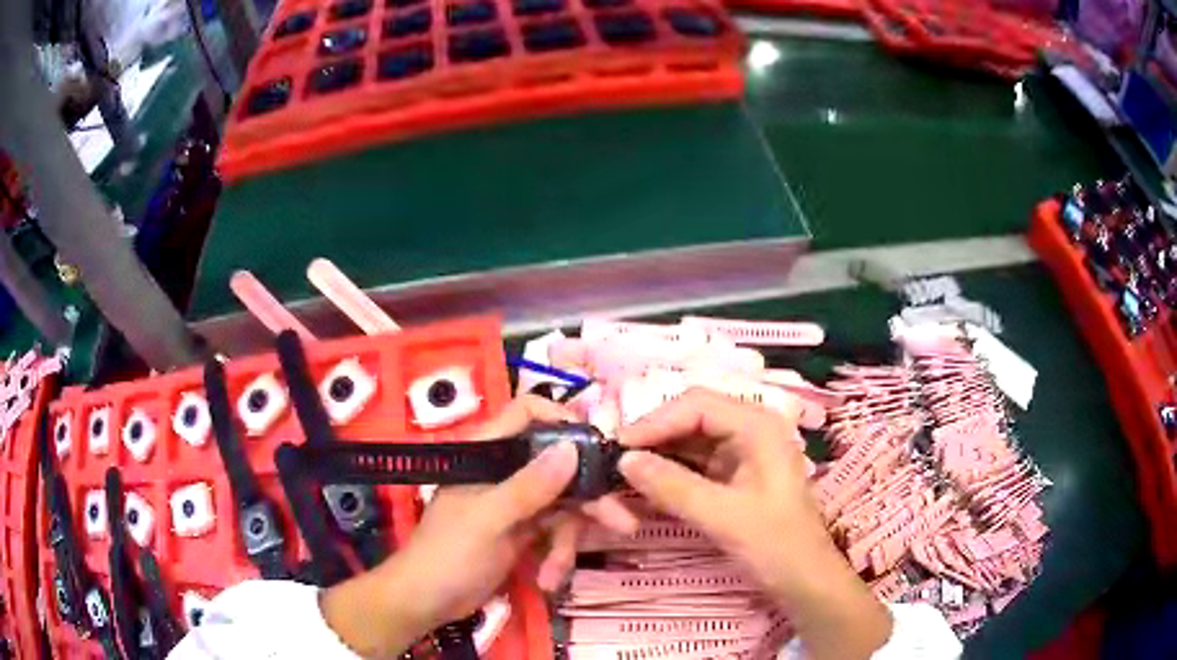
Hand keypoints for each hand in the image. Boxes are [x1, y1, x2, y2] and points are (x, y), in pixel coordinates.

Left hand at [323, 396, 635, 658]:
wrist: (426, 602)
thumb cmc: (448, 554)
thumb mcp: (489, 520)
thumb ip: (530, 486)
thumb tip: (573, 448)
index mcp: (487, 454)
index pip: (525, 414)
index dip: (561, 420)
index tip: (594, 445)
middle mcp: (505, 472)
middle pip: (557, 467)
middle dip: (587, 499)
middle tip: (622, 522)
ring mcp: (515, 503)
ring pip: (562, 505)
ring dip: (567, 542)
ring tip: (557, 573)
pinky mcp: (522, 532)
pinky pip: (554, 533)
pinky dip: (556, 556)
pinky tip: (548, 580)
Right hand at [618, 389, 892, 659]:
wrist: (805, 580)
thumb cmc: (775, 544)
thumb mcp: (722, 516)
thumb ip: (672, 486)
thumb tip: (623, 460)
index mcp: (757, 426)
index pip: (695, 405)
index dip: (653, 422)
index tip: (617, 447)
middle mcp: (750, 429)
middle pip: (690, 418)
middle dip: (653, 438)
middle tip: (614, 462)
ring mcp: (743, 452)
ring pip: (689, 441)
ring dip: (658, 456)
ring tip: (623, 475)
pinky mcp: (735, 475)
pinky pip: (694, 464)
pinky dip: (670, 473)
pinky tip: (646, 487)